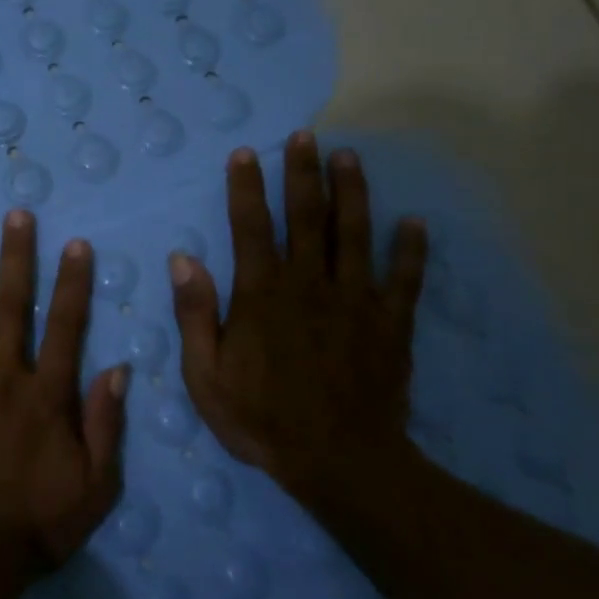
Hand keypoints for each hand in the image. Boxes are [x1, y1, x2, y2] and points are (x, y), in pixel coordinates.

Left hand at [0, 211, 128, 579]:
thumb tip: (118, 368)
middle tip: (16, 215)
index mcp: (47, 395)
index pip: (65, 326)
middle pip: (12, 307)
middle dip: (17, 258)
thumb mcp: (96, 485)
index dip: (72, 283)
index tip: (75, 244)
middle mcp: (4, 378)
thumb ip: (106, 424)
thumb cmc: (37, 524)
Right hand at [170, 133, 427, 510]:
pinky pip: (405, 278)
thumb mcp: (206, 375)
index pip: (251, 227)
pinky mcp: (391, 324)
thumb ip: (195, 314)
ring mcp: (356, 301)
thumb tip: (184, 259)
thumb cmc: (261, 419)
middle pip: (307, 217)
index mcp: (263, 295)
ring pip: (355, 234)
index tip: (246, 154)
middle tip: (305, 136)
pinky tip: (415, 222)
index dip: (247, 188)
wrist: (338, 462)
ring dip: (353, 192)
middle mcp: (310, 284)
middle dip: (303, 173)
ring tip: (350, 157)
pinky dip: (411, 249)